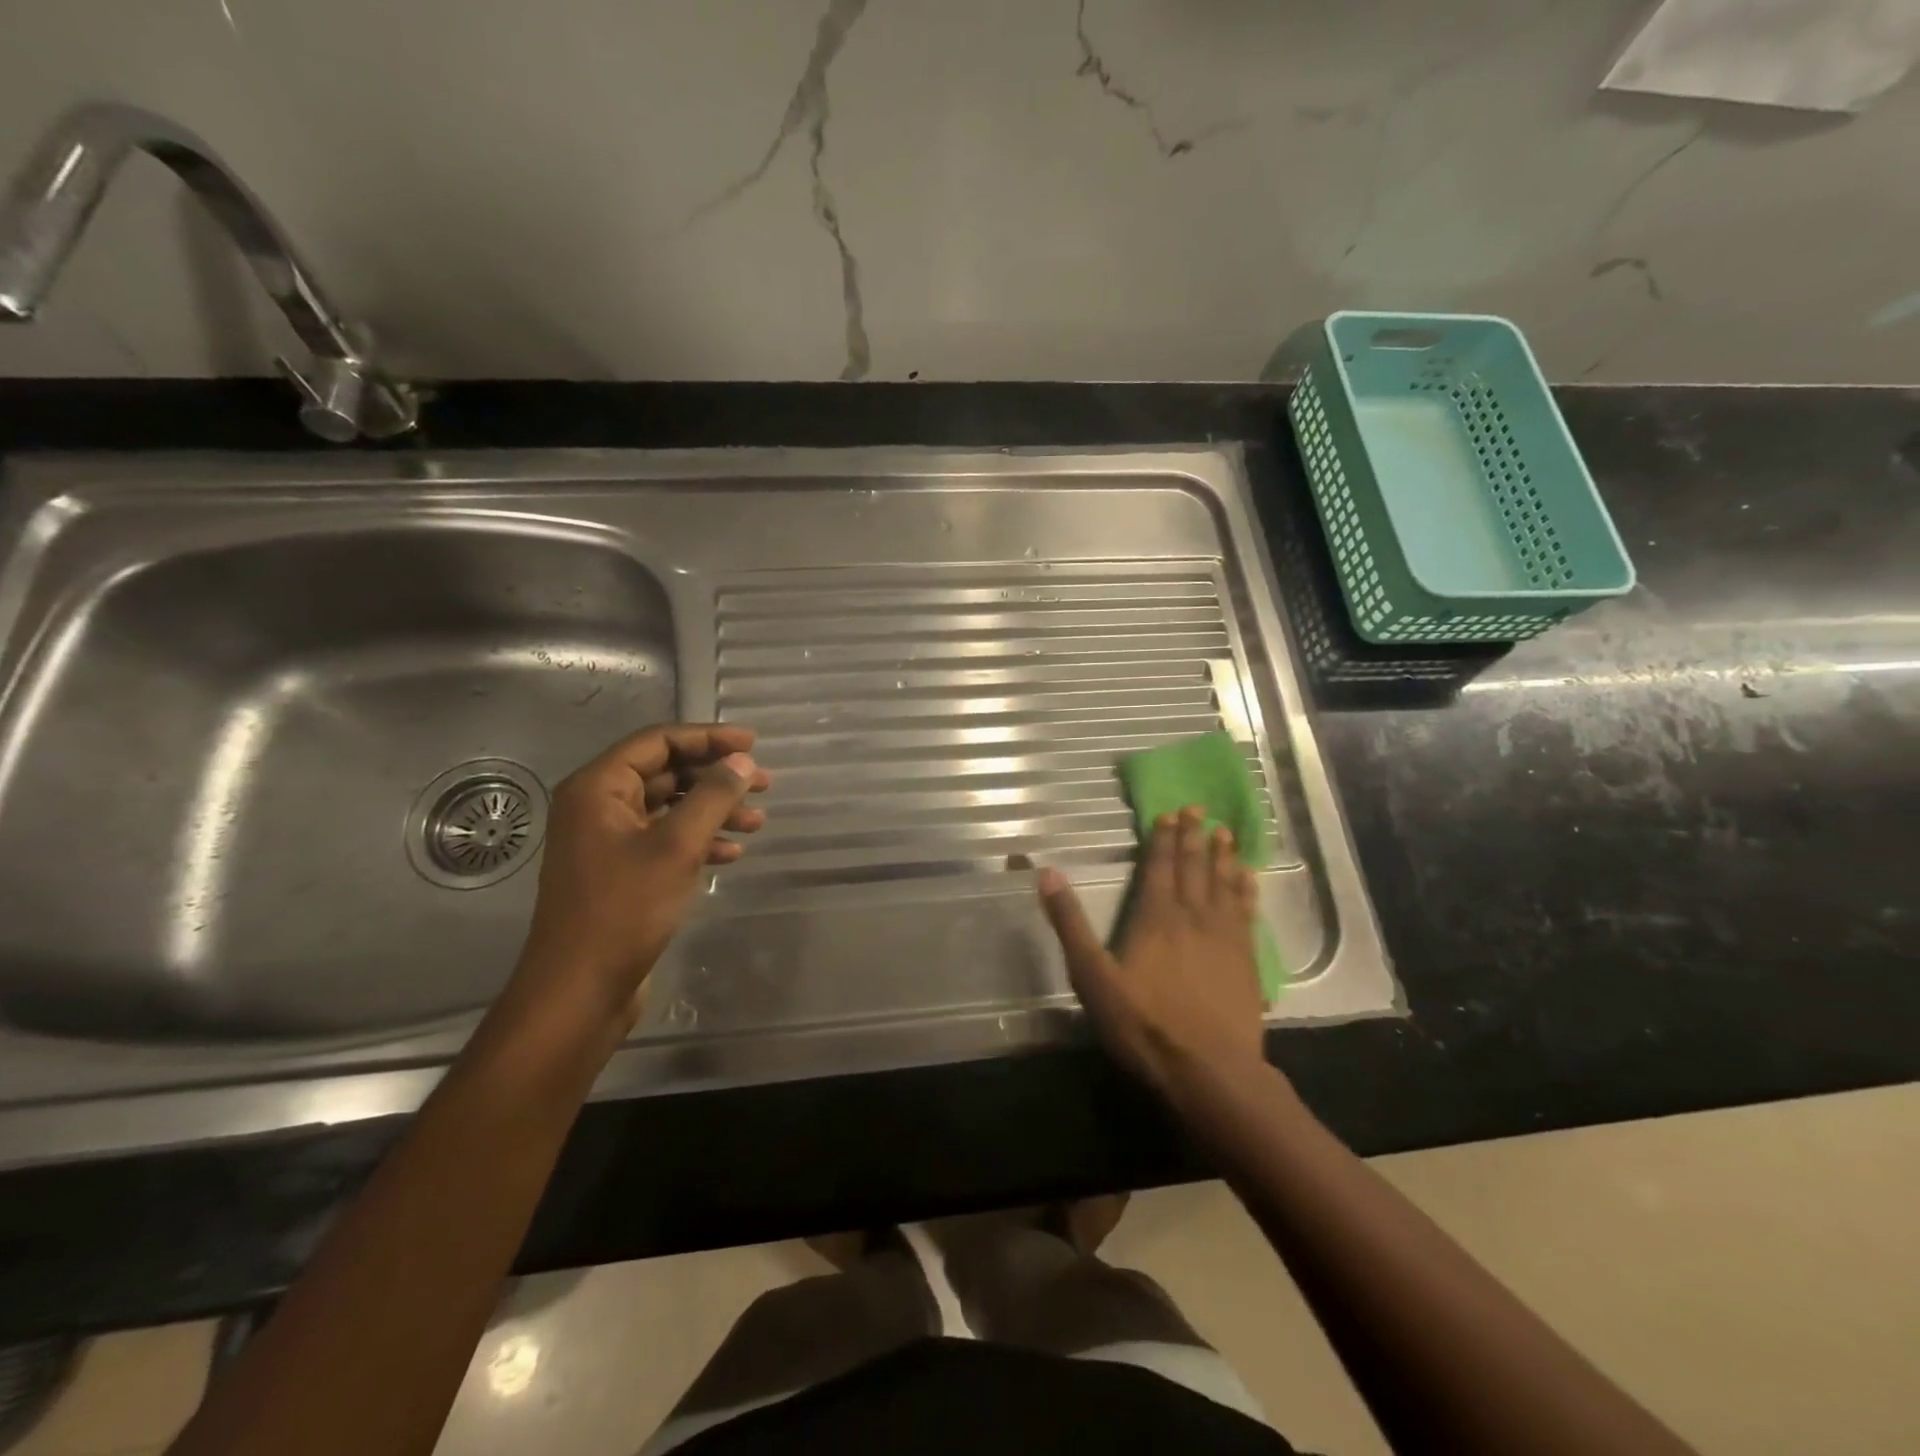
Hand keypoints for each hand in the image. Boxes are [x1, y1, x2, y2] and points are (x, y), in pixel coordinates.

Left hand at [507, 723, 770, 1037]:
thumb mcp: (677, 847)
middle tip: (764, 784)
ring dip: (713, 811)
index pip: (658, 742)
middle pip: (666, 773)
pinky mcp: (620, 872)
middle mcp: (598, 807)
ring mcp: (608, 841)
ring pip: (670, 809)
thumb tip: (743, 761)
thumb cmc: (624, 909)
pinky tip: (733, 853)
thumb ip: (713, 796)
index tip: (753, 744)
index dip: (708, 738)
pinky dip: (699, 841)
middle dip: (716, 777)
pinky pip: (665, 840)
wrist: (580, 990)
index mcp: (598, 788)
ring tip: (757, 822)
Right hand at [1039, 807, 1266, 1098]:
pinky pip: (1247, 914)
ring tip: (1225, 833)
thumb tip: (1047, 874)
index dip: (1164, 840)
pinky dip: (1247, 892)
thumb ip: (1070, 924)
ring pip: (1224, 885)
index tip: (1170, 814)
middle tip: (1199, 809)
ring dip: (1223, 857)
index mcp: (1155, 918)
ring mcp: (1225, 939)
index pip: (1160, 868)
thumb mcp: (1092, 977)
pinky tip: (1250, 880)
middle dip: (1194, 837)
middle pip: (1194, 868)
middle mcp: (1193, 918)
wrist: (1209, 1072)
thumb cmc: (1144, 1025)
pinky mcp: (1246, 962)